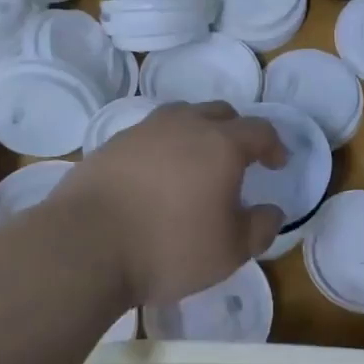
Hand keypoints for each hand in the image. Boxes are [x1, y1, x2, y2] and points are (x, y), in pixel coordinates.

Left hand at [61, 102, 286, 308]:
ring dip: (197, 132)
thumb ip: (260, 228)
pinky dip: (162, 147)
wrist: (86, 245)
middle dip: (236, 131)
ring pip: (181, 116)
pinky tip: (156, 175)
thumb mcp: (229, 251)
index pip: (259, 130)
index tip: (278, 163)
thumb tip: (271, 211)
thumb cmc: (169, 248)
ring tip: (196, 161)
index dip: (273, 145)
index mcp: (221, 144)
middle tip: (239, 158)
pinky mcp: (111, 144)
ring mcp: (144, 130)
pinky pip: (149, 134)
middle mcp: (184, 125)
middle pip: (219, 112)